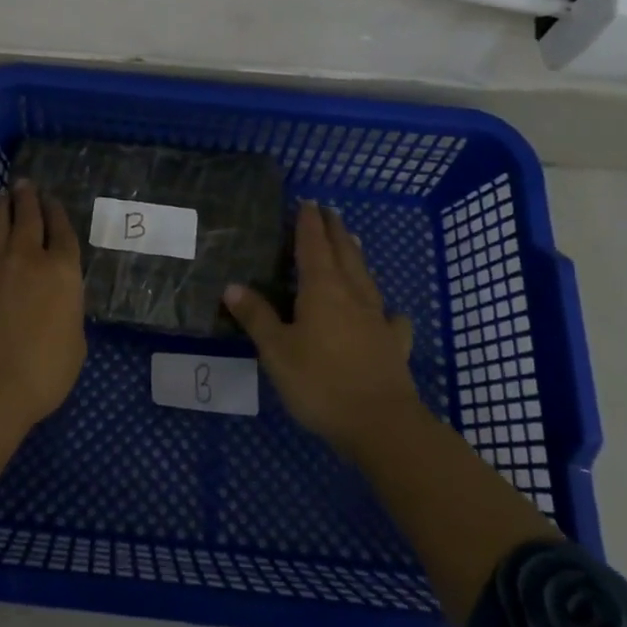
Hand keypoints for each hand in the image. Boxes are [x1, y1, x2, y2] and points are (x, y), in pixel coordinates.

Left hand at [0, 179, 86, 424]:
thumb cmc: (42, 373)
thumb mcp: (73, 343)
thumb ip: (66, 312)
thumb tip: (56, 303)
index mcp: (62, 272)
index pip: (62, 232)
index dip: (57, 213)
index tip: (52, 200)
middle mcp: (28, 257)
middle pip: (28, 217)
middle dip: (28, 197)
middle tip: (24, 184)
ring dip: (2, 207)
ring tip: (2, 196)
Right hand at [223, 201, 418, 452]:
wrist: (381, 424)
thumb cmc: (320, 383)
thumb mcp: (277, 351)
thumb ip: (257, 317)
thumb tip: (232, 286)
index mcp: (322, 289)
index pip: (314, 244)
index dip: (309, 222)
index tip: (307, 202)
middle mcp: (352, 294)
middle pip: (344, 252)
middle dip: (334, 230)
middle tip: (328, 211)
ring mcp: (378, 319)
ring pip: (366, 277)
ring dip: (356, 256)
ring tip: (352, 241)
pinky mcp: (394, 345)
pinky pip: (391, 318)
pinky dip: (388, 310)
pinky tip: (391, 314)